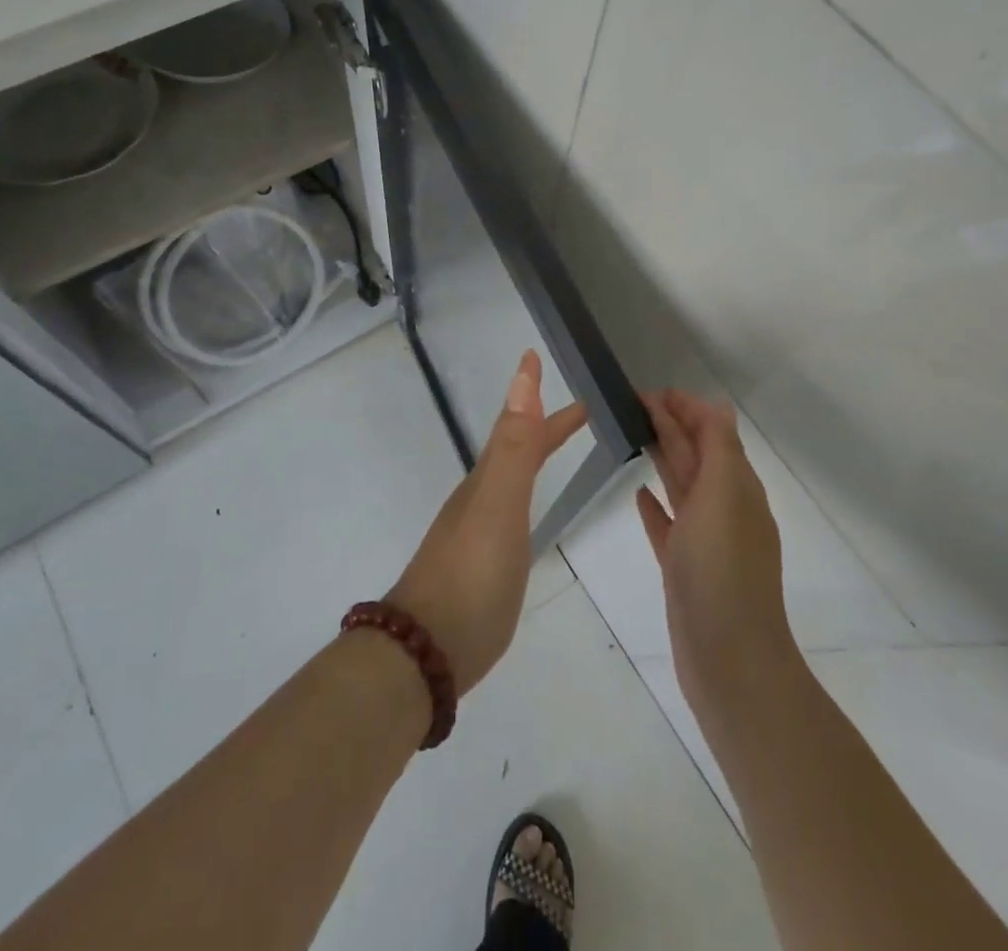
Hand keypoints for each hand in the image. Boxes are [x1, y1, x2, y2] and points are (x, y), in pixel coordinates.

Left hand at [388, 350, 586, 693]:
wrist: (427, 650)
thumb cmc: (470, 574)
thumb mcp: (498, 504)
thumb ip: (513, 446)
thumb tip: (521, 378)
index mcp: (487, 481)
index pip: (516, 426)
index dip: (532, 396)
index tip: (538, 357)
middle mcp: (480, 499)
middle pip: (516, 450)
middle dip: (545, 427)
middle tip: (580, 412)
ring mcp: (477, 533)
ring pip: (511, 480)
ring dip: (534, 457)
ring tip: (554, 450)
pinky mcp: (481, 566)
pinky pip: (509, 513)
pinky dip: (525, 497)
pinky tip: (526, 516)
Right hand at [637, 389, 798, 717]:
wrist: (729, 660)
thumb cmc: (722, 570)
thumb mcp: (725, 496)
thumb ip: (719, 449)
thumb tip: (715, 407)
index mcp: (737, 487)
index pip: (713, 432)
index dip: (686, 408)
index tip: (650, 391)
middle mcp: (724, 508)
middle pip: (695, 454)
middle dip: (670, 425)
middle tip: (632, 402)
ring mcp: (704, 540)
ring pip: (680, 485)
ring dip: (662, 456)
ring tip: (633, 434)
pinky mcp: (684, 568)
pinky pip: (668, 525)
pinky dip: (655, 505)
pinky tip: (639, 494)